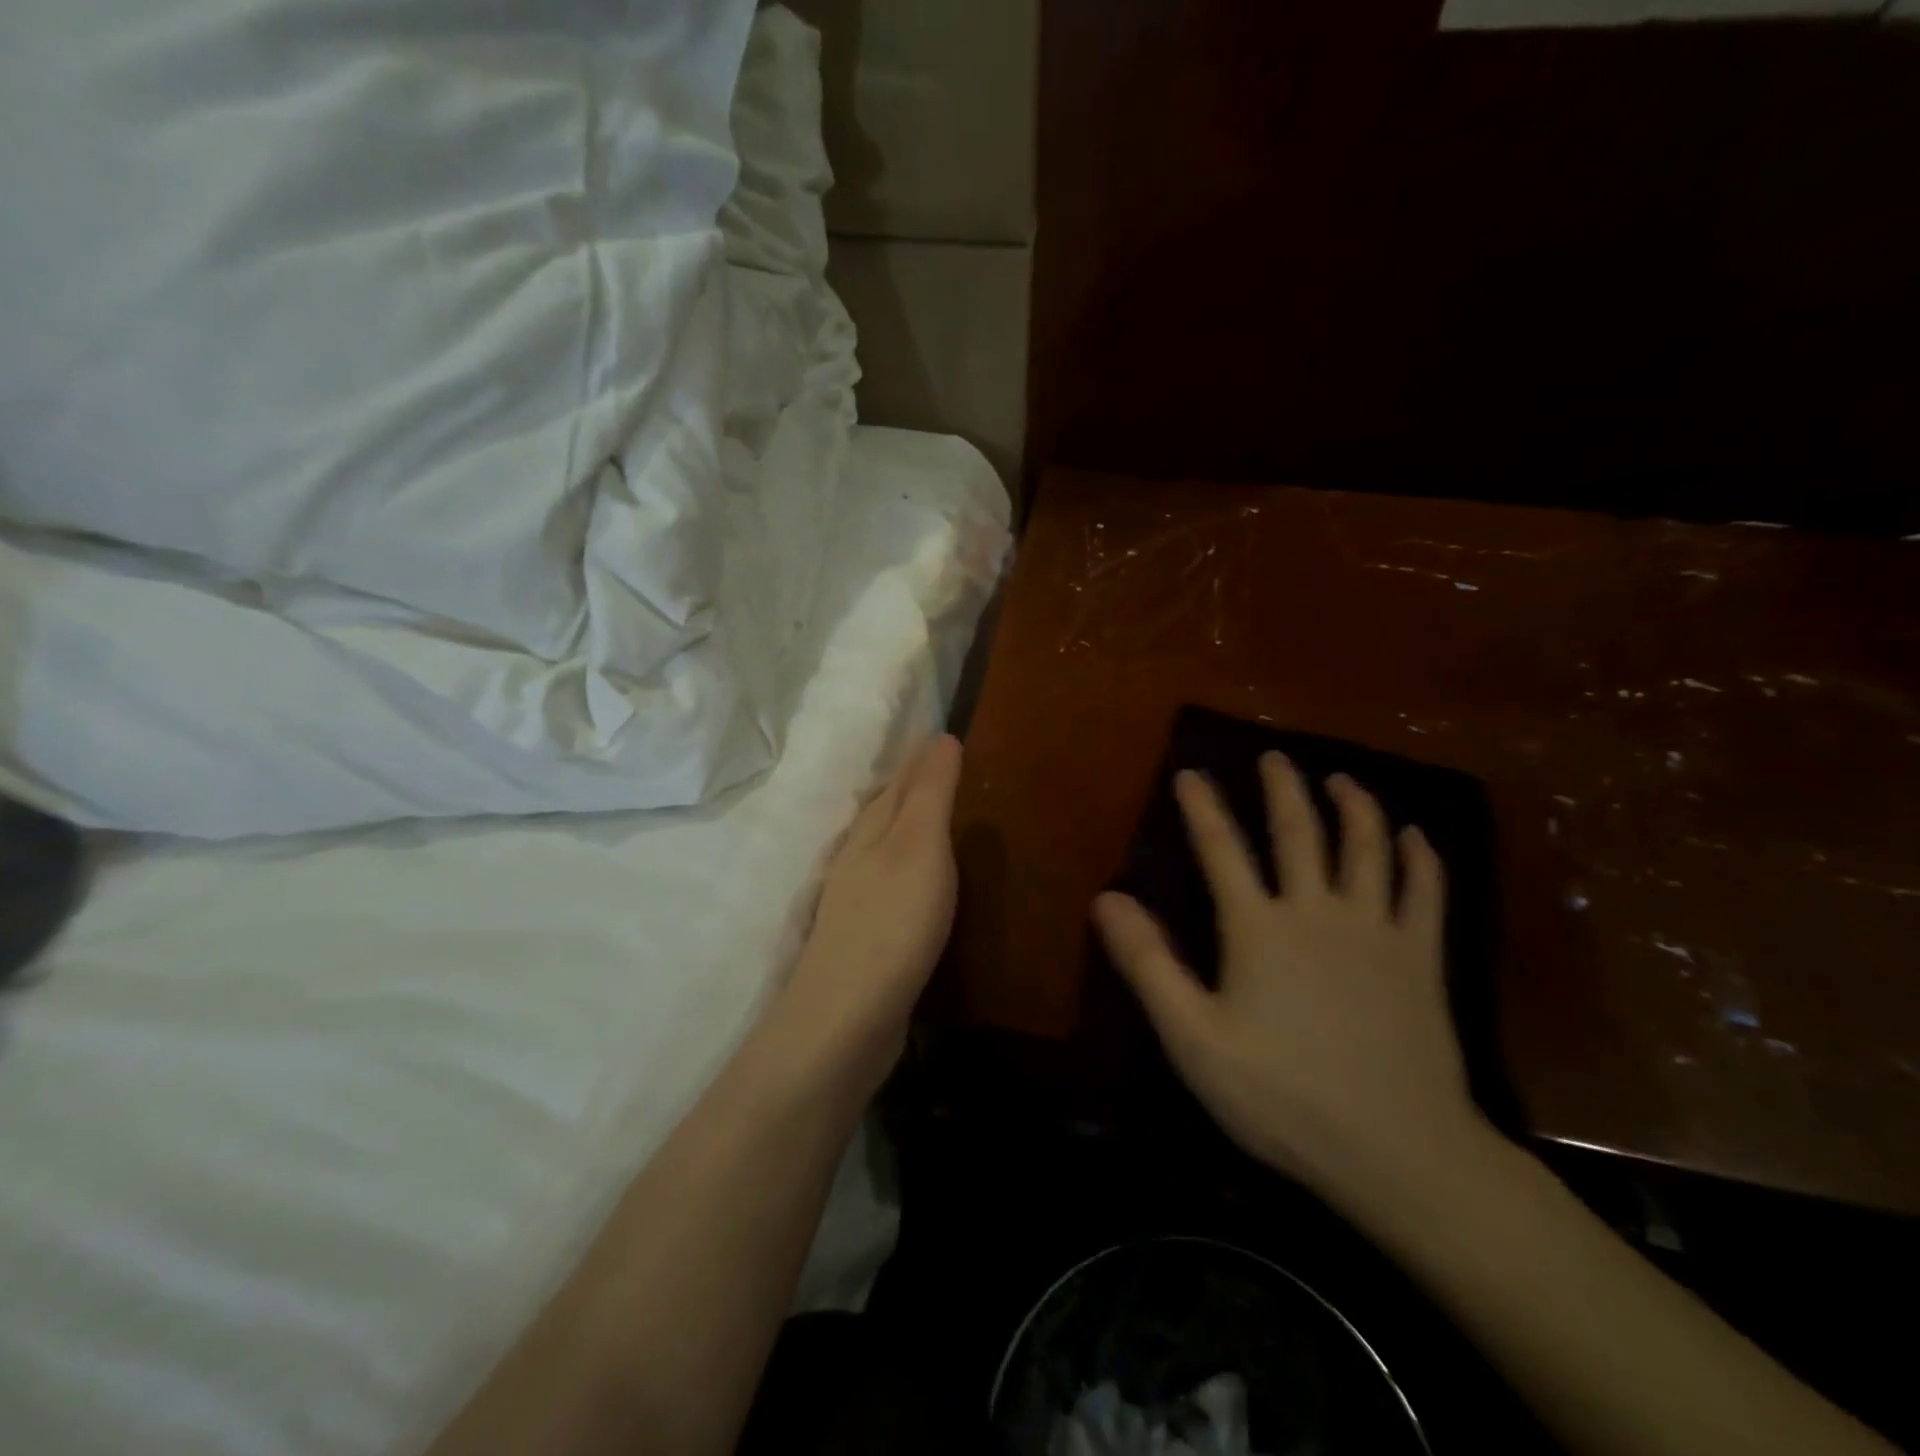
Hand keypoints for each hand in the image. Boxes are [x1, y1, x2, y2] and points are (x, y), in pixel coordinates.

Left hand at [779, 735, 962, 1088]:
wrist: (848, 1015)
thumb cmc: (893, 921)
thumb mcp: (920, 845)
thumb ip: (931, 792)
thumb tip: (940, 735)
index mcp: (872, 826)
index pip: (903, 778)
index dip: (926, 757)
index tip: (952, 736)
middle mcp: (859, 853)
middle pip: (892, 808)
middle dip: (920, 787)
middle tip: (959, 770)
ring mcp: (860, 896)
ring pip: (891, 846)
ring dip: (916, 828)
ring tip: (950, 818)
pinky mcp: (869, 934)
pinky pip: (897, 883)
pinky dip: (916, 869)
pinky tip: (930, 881)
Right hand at [1092, 755, 1488, 1207]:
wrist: (1400, 1154)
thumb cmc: (1283, 1097)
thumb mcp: (1193, 1038)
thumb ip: (1148, 964)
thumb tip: (1107, 898)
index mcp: (1259, 929)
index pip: (1222, 851)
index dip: (1203, 809)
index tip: (1190, 774)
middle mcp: (1318, 912)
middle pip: (1300, 832)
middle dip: (1283, 789)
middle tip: (1274, 756)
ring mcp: (1378, 932)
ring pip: (1368, 848)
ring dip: (1355, 807)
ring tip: (1343, 779)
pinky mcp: (1423, 960)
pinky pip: (1426, 893)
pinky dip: (1421, 858)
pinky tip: (1418, 836)